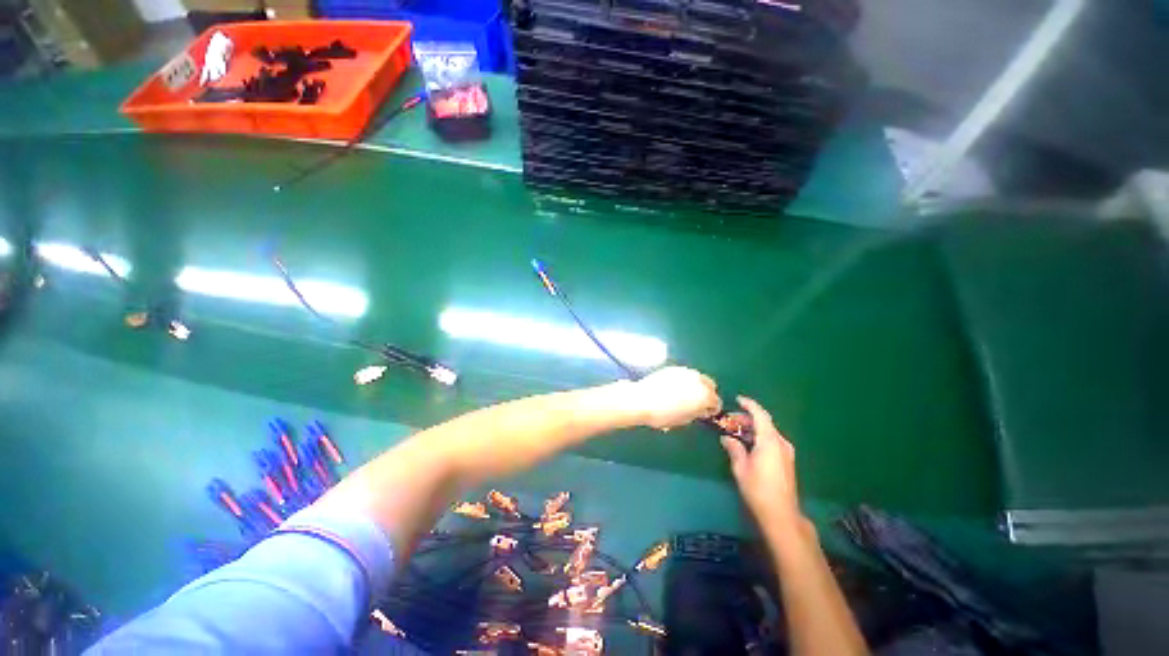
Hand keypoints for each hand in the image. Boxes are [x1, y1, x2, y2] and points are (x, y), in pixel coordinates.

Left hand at [630, 367, 721, 429]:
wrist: (642, 400)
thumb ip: (697, 413)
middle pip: (710, 386)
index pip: (716, 402)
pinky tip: (675, 388)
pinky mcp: (674, 368)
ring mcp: (686, 372)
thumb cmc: (663, 415)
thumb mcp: (684, 420)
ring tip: (685, 395)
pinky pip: (685, 374)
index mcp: (705, 396)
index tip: (704, 414)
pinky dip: (685, 380)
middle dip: (707, 394)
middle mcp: (698, 380)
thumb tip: (699, 410)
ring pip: (698, 378)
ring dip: (696, 385)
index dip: (711, 410)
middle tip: (697, 403)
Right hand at [721, 396, 802, 529]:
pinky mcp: (786, 461)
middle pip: (765, 423)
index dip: (749, 405)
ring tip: (736, 431)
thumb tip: (726, 438)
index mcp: (770, 441)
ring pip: (769, 432)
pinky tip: (748, 444)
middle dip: (748, 418)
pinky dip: (760, 437)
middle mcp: (781, 443)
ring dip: (753, 428)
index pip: (760, 415)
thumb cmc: (758, 489)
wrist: (781, 514)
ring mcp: (786, 452)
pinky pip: (772, 441)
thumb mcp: (741, 467)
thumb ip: (734, 449)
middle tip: (731, 419)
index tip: (738, 399)